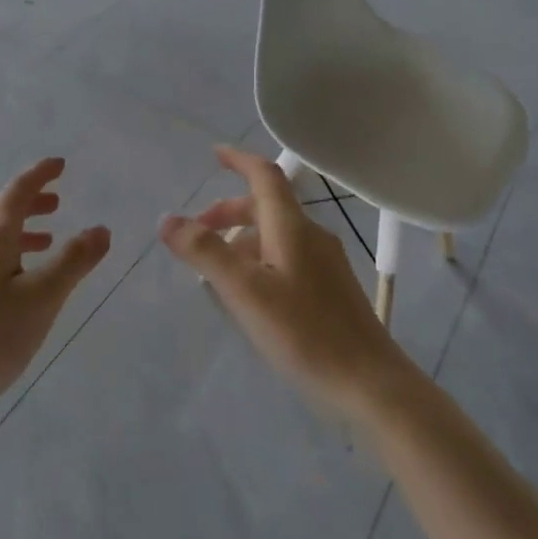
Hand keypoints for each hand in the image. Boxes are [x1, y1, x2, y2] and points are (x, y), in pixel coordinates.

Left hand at [0, 158, 111, 428]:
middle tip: (57, 204)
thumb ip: (74, 261)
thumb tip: (101, 228)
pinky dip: (4, 249)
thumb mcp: (43, 298)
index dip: (40, 175)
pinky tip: (15, 278)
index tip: (60, 164)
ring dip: (17, 228)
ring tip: (45, 241)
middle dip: (29, 201)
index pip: (18, 191)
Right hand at [159, 146, 404, 417]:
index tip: (214, 155)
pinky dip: (259, 260)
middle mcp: (312, 237)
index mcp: (292, 228)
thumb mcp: (245, 291)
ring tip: (215, 269)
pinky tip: (249, 294)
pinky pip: (287, 258)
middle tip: (197, 232)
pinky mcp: (330, 290)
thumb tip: (168, 219)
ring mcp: (325, 264)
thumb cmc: (304, 332)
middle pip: (267, 207)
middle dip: (229, 211)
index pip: (264, 176)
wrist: (369, 383)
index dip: (238, 160)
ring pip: (276, 235)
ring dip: (242, 239)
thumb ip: (205, 252)